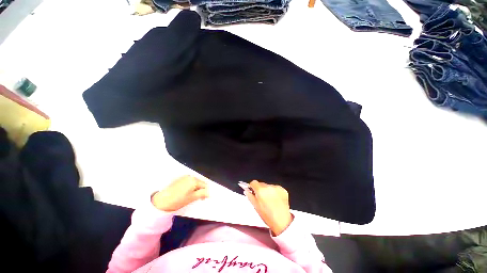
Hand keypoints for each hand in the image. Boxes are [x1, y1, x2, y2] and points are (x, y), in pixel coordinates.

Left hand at [152, 175, 208, 211]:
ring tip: (190, 196)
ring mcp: (184, 177)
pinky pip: (189, 182)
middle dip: (200, 190)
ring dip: (195, 189)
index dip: (206, 192)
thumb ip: (203, 194)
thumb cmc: (178, 200)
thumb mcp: (192, 198)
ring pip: (195, 183)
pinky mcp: (180, 179)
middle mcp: (190, 176)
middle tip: (197, 198)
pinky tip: (185, 193)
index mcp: (194, 180)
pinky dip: (190, 187)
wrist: (161, 201)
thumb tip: (210, 193)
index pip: (205, 185)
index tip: (203, 199)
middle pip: (200, 183)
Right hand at [245, 180, 293, 235]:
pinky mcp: (283, 190)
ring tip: (269, 201)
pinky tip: (275, 200)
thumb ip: (250, 196)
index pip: (253, 182)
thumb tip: (246, 190)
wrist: (282, 222)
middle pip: (261, 184)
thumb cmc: (268, 216)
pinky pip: (276, 188)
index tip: (253, 190)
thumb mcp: (256, 206)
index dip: (252, 187)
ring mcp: (277, 188)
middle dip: (260, 189)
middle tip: (261, 198)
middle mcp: (269, 187)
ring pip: (268, 186)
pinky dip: (274, 192)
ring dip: (267, 191)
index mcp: (261, 190)